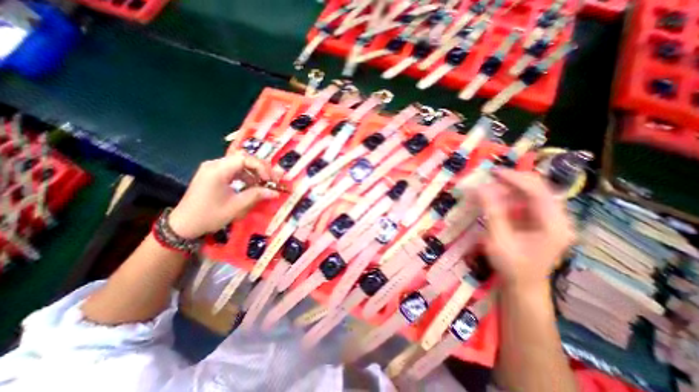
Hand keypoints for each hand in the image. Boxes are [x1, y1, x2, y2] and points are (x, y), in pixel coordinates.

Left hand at [168, 153, 279, 238]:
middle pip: (243, 158)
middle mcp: (214, 164)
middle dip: (260, 168)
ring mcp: (212, 168)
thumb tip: (275, 192)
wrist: (184, 225)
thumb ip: (257, 195)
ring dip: (254, 172)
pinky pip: (233, 169)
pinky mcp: (213, 174)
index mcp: (218, 170)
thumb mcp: (236, 206)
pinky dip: (245, 175)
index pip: (245, 159)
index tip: (269, 180)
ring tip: (263, 183)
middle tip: (270, 180)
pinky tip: (251, 185)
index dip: (261, 167)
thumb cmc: (209, 216)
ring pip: (239, 163)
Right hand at [478, 168, 575, 290]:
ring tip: (490, 186)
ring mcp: (551, 219)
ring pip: (532, 193)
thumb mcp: (499, 240)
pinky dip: (510, 196)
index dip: (516, 179)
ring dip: (510, 187)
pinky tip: (497, 197)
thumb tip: (481, 188)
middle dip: (513, 180)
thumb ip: (492, 213)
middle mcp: (559, 219)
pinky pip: (527, 201)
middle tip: (490, 176)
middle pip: (539, 189)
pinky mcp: (541, 221)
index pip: (539, 192)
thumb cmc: (512, 266)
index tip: (494, 172)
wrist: (523, 284)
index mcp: (554, 226)